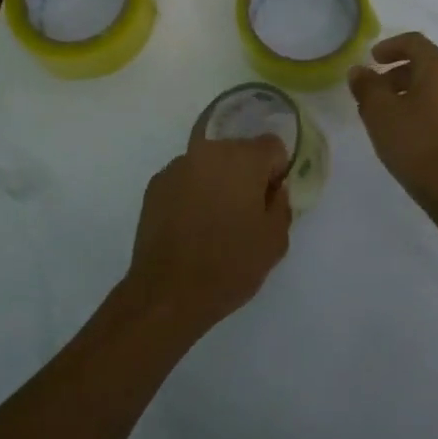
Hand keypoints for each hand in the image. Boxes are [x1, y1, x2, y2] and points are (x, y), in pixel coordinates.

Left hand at [121, 135, 294, 336]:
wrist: (168, 293)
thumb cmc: (229, 265)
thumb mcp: (275, 241)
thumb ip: (281, 204)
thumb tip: (274, 189)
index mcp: (243, 159)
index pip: (272, 146)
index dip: (277, 172)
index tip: (270, 200)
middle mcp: (208, 151)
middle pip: (239, 151)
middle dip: (247, 174)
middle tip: (245, 212)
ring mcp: (177, 166)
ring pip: (210, 164)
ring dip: (217, 182)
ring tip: (214, 221)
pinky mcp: (156, 184)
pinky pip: (186, 179)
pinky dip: (192, 193)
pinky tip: (190, 226)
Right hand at [348, 32, 437, 209]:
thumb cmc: (416, 142)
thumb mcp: (380, 111)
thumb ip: (366, 86)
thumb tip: (359, 71)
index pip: (414, 41)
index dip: (389, 46)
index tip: (371, 59)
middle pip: (425, 63)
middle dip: (395, 72)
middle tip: (372, 90)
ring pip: (434, 86)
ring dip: (407, 92)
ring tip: (384, 114)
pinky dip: (422, 107)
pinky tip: (404, 130)